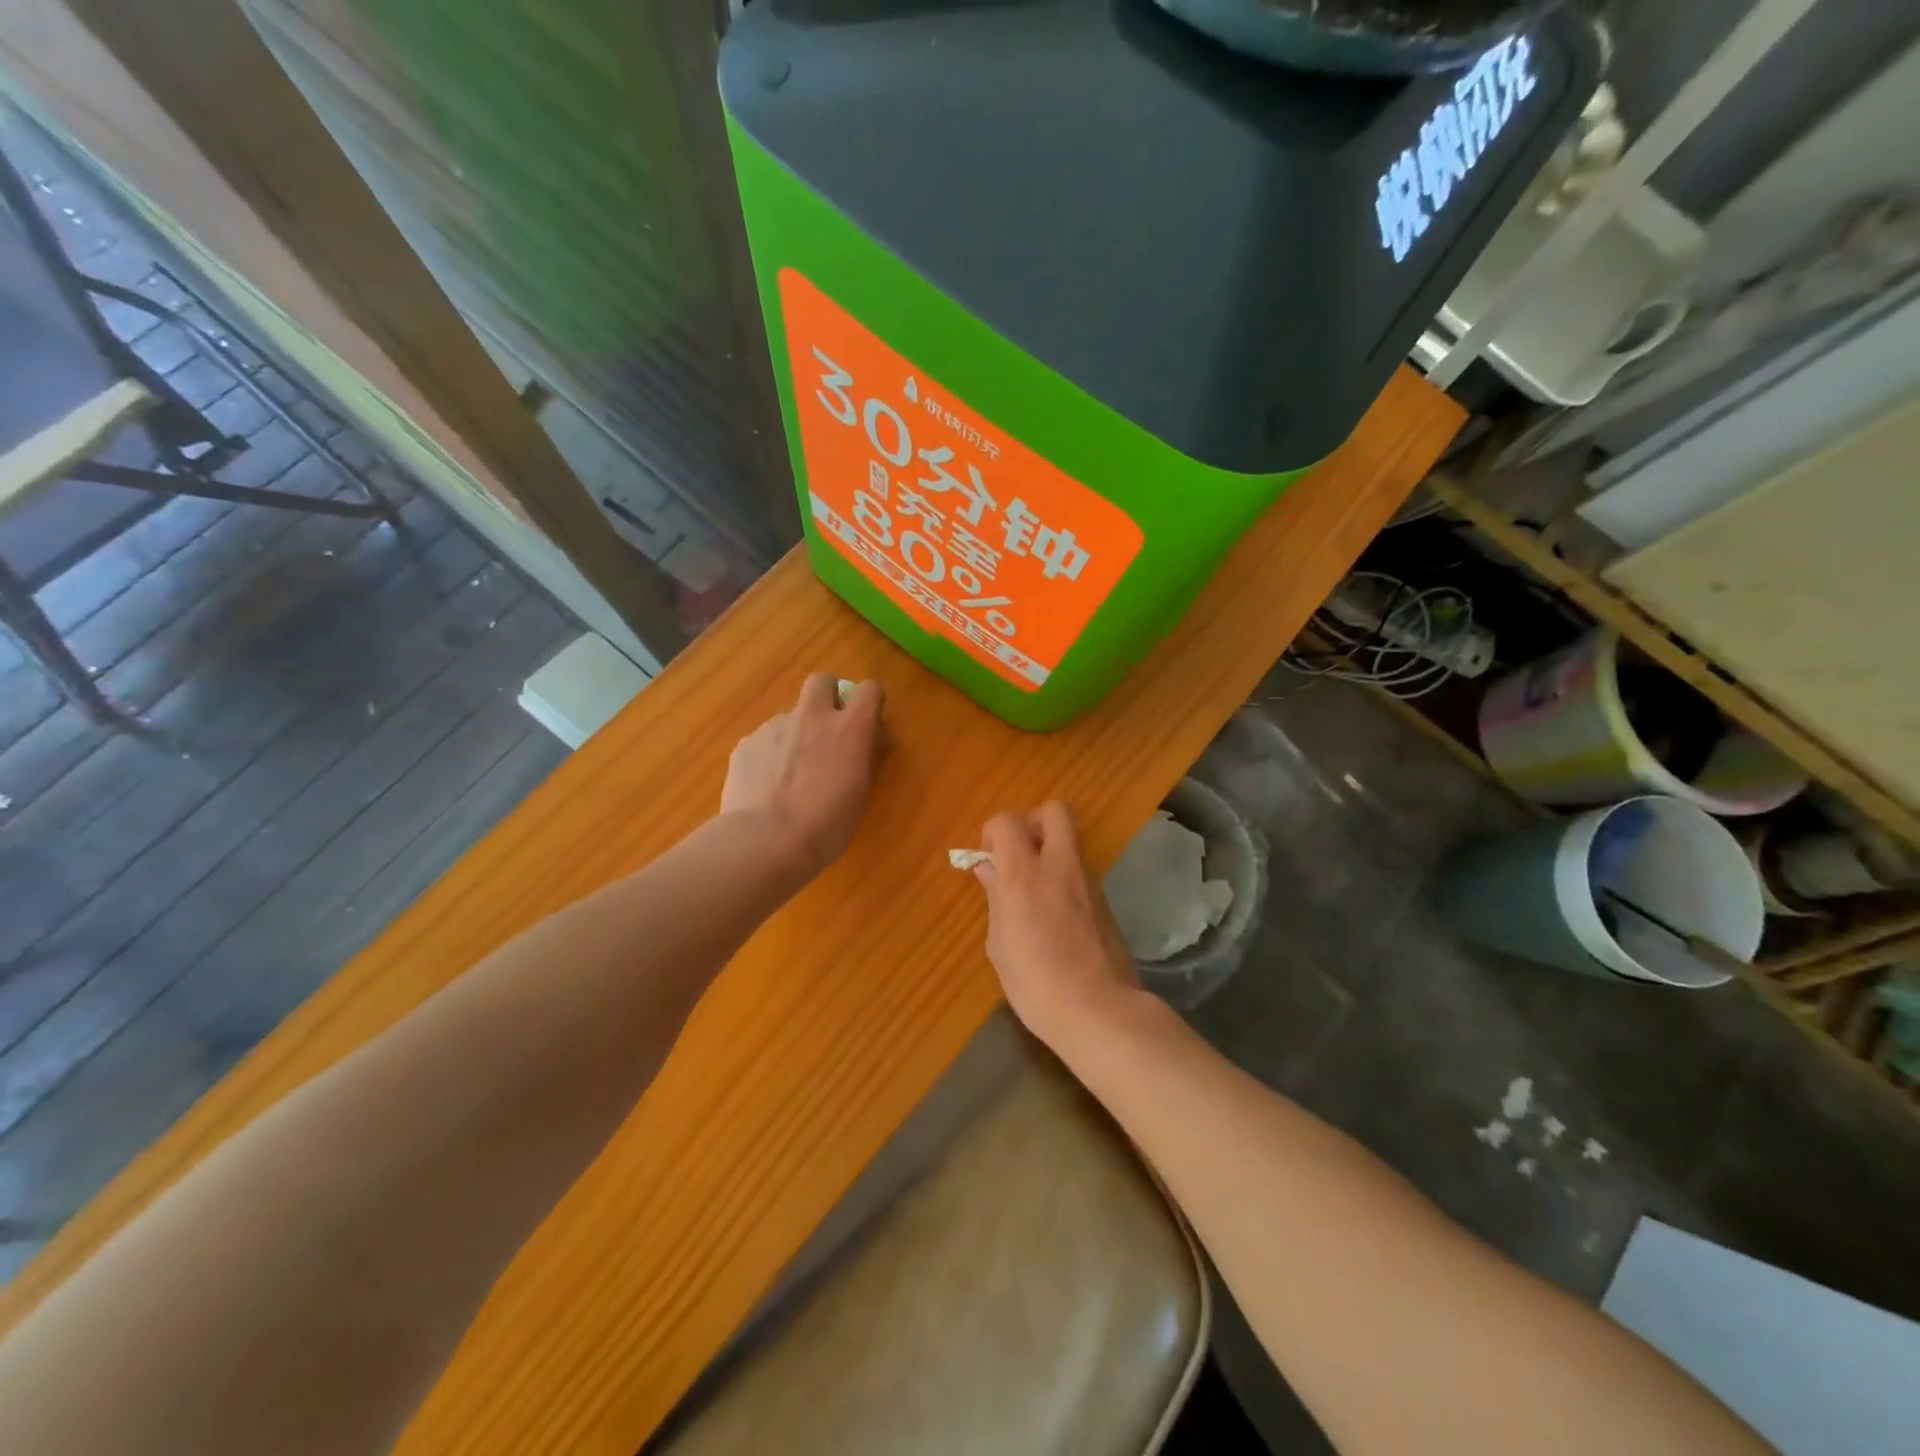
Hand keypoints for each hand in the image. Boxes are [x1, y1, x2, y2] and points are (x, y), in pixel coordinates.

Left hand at [721, 673, 882, 877]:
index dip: (870, 703)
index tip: (868, 723)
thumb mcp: (860, 794)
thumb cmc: (826, 826)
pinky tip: (767, 787)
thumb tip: (871, 742)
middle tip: (828, 730)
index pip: (869, 689)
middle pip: (822, 681)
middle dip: (828, 697)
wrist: (765, 842)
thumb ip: (865, 759)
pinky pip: (764, 739)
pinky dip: (770, 755)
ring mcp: (774, 727)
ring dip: (796, 732)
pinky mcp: (746, 743)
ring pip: (790, 715)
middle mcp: (812, 716)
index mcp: (850, 729)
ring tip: (791, 774)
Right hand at [972, 802, 1142, 1050]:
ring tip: (1034, 895)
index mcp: (1024, 874)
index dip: (993, 833)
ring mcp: (1088, 882)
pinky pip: (1080, 874)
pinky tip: (1056, 919)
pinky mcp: (1106, 901)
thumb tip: (989, 869)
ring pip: (1070, 842)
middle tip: (1020, 856)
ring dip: (1051, 854)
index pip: (1006, 821)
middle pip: (1054, 811)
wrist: (1099, 1010)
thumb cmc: (1035, 982)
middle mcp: (1059, 866)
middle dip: (1033, 823)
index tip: (989, 860)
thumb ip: (996, 899)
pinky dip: (1064, 880)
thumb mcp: (999, 944)